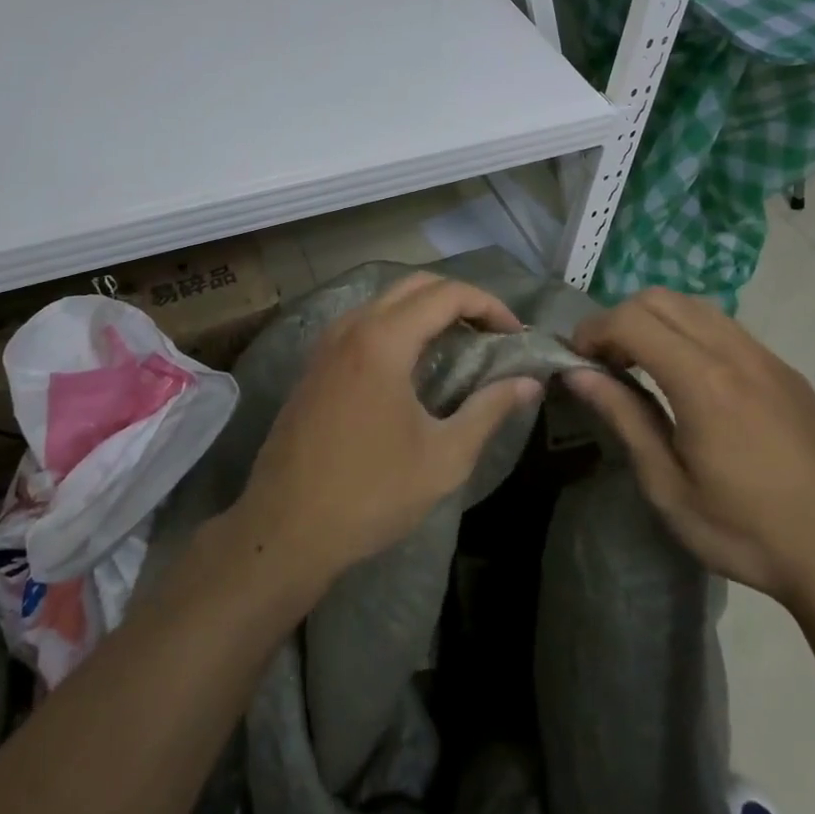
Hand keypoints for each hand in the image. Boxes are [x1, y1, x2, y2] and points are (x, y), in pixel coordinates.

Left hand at [231, 272, 541, 587]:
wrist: (285, 529)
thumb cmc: (370, 493)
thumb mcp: (443, 457)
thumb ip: (489, 410)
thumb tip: (529, 383)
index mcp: (383, 340)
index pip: (446, 294)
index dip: (489, 305)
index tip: (515, 334)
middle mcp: (352, 327)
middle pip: (415, 285)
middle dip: (460, 299)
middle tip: (492, 333)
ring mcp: (327, 343)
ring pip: (386, 300)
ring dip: (427, 309)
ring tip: (460, 344)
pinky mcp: (315, 363)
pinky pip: (364, 322)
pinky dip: (398, 325)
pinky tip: (414, 362)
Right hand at [565, 288, 814, 608]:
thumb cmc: (747, 532)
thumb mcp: (669, 487)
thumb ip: (623, 418)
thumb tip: (578, 374)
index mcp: (703, 381)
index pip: (632, 320)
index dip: (593, 330)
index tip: (576, 359)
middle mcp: (736, 353)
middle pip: (661, 299)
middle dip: (620, 318)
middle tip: (605, 362)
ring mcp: (768, 358)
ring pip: (697, 306)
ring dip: (657, 321)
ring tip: (643, 366)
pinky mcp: (788, 372)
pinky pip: (727, 328)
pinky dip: (691, 333)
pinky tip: (691, 380)